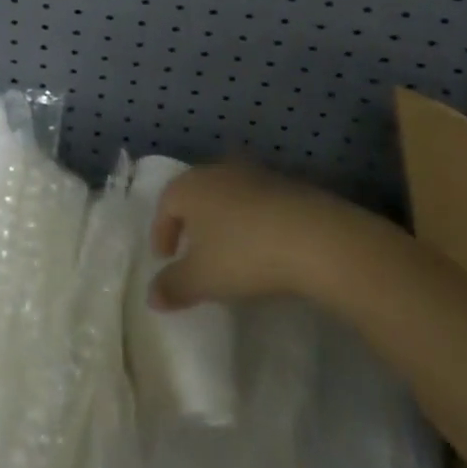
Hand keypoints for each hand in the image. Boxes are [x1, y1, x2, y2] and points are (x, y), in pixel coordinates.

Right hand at [149, 160, 368, 309]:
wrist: (315, 238)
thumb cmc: (244, 254)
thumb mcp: (202, 279)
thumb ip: (173, 286)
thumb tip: (151, 295)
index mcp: (189, 186)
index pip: (164, 204)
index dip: (161, 232)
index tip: (165, 259)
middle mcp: (217, 172)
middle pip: (195, 194)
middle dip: (191, 222)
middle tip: (193, 251)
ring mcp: (254, 174)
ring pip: (227, 196)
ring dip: (223, 220)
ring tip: (229, 250)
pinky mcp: (286, 185)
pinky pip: (257, 202)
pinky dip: (252, 221)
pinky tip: (263, 245)